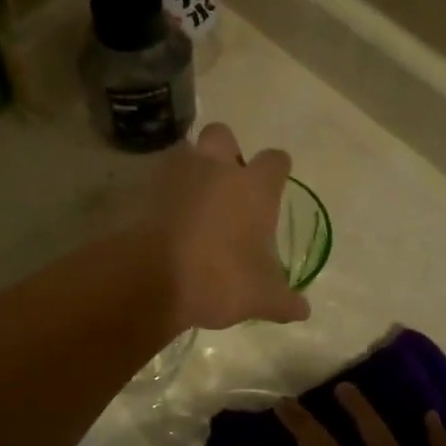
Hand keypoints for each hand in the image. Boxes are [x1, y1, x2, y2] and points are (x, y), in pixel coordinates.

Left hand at [145, 123, 308, 331]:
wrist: (152, 278)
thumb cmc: (219, 279)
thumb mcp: (261, 297)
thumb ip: (284, 300)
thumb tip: (302, 310)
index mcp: (253, 187)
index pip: (275, 160)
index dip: (276, 169)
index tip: (275, 182)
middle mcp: (216, 169)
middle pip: (223, 135)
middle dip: (226, 151)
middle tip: (226, 183)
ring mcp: (176, 174)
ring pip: (185, 152)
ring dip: (190, 169)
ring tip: (191, 200)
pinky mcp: (143, 188)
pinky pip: (156, 180)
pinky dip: (161, 193)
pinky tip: (164, 218)